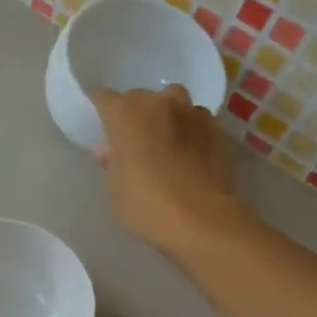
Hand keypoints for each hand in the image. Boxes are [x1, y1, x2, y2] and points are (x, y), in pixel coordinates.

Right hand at [93, 86, 244, 254]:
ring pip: (173, 105)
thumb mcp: (114, 186)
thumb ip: (112, 161)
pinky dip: (189, 132)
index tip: (99, 125)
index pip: (103, 98)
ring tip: (164, 143)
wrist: (200, 219)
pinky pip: (196, 122)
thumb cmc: (144, 202)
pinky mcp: (217, 130)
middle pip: (140, 98)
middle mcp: (159, 102)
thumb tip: (110, 151)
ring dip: (166, 118)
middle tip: (132, 141)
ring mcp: (191, 113)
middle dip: (135, 115)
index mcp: (125, 112)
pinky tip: (188, 155)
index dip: (100, 110)